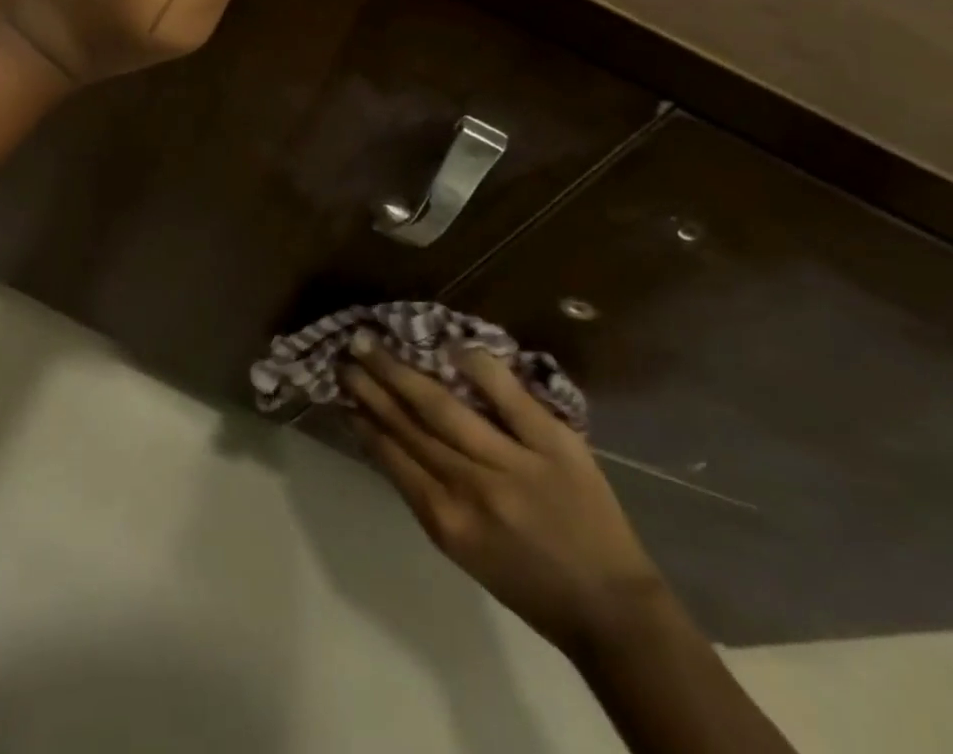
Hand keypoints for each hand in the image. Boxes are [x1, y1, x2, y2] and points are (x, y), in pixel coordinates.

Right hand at [343, 336, 664, 652]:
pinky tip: (451, 347)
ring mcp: (513, 462)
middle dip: (373, 387)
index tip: (343, 391)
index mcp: (447, 522)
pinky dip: (478, 368)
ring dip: (403, 373)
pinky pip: (507, 396)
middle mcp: (472, 489)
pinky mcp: (552, 442)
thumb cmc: (530, 583)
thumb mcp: (466, 550)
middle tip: (346, 353)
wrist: (609, 607)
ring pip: (444, 408)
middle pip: (410, 425)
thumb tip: (394, 440)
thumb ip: (432, 495)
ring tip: (375, 344)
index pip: (393, 457)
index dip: (365, 420)